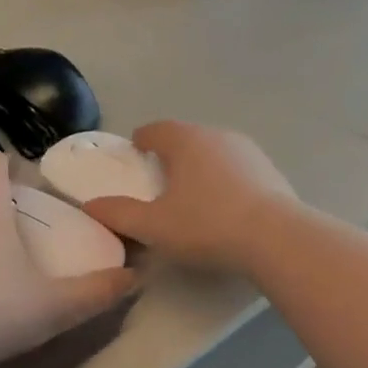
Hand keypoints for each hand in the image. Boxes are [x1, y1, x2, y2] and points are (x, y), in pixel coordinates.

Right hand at [84, 122, 295, 273]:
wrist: (276, 238)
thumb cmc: (207, 225)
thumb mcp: (154, 226)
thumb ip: (119, 214)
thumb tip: (90, 205)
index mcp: (186, 140)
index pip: (156, 129)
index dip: (142, 140)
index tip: (135, 154)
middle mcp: (218, 135)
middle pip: (187, 138)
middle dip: (171, 154)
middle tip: (159, 179)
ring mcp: (249, 151)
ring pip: (215, 152)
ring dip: (200, 167)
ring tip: (191, 195)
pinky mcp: (270, 171)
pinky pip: (237, 170)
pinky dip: (224, 181)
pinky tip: (224, 206)